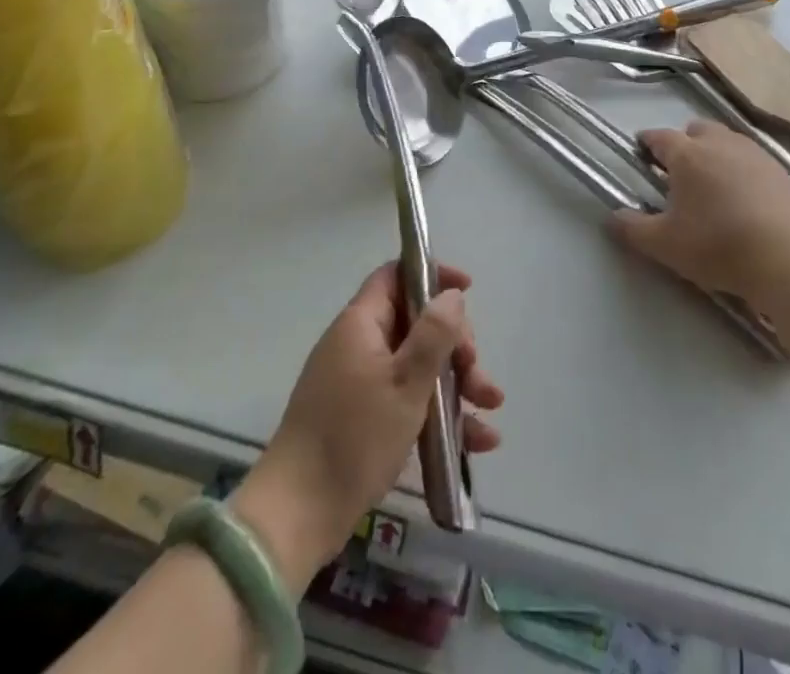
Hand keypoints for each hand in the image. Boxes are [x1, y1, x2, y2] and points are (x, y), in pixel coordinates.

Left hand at [232, 263, 503, 588]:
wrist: (297, 515)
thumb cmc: (354, 437)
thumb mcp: (405, 382)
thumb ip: (433, 334)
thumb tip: (451, 295)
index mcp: (361, 324)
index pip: (396, 276)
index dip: (431, 275)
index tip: (467, 290)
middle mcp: (359, 345)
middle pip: (415, 324)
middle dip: (455, 345)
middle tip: (477, 372)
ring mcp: (359, 384)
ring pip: (418, 367)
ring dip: (457, 383)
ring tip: (491, 408)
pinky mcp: (363, 420)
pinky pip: (408, 402)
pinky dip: (440, 415)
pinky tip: (478, 441)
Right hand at [613, 120, 789, 301]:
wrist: (786, 259)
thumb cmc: (717, 246)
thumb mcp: (665, 245)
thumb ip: (633, 229)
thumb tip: (612, 217)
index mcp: (687, 155)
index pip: (659, 137)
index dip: (647, 142)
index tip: (641, 151)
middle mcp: (719, 144)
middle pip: (696, 130)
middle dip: (684, 143)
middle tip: (679, 171)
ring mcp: (754, 154)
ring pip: (727, 141)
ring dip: (715, 153)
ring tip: (712, 183)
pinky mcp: (781, 171)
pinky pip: (753, 160)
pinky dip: (742, 169)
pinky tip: (745, 197)